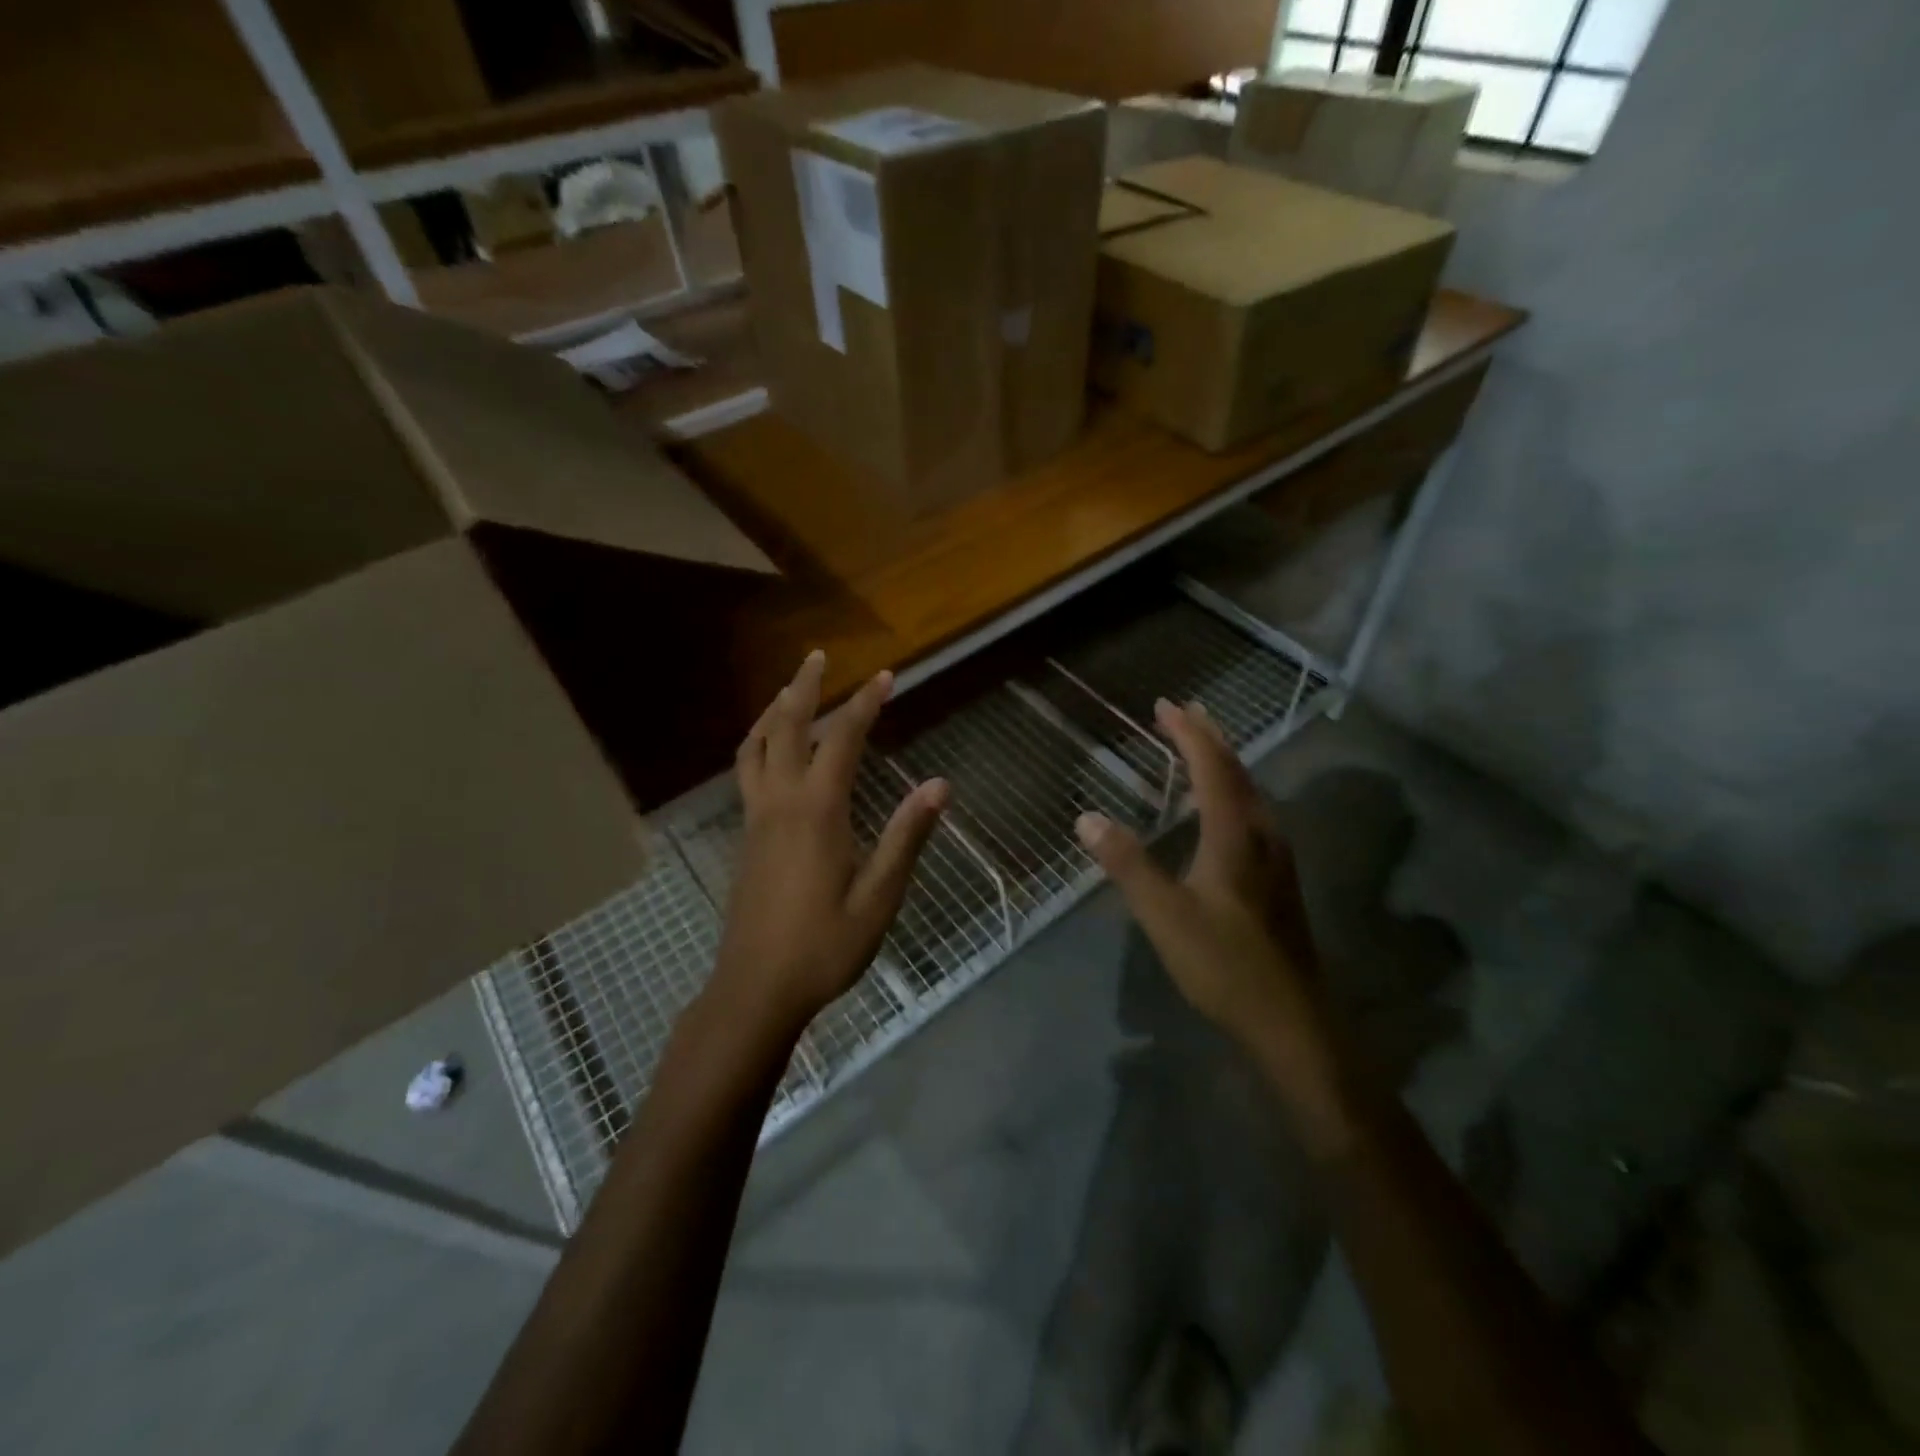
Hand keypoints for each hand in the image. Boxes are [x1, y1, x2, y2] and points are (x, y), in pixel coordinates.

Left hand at [710, 651, 948, 1042]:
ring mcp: (756, 818)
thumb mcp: (878, 898)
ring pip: (755, 747)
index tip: (886, 675)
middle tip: (817, 656)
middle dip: (803, 687)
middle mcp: (780, 803)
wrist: (756, 989)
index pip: (843, 741)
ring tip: (789, 691)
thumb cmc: (823, 946)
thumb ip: (906, 837)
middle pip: (786, 728)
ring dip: (773, 711)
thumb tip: (939, 785)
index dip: (865, 703)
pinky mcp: (746, 837)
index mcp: (817, 812)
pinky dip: (759, 742)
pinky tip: (771, 750)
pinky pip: (747, 771)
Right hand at [1075, 700, 1350, 1150]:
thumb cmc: (1223, 963)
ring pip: (1250, 792)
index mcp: (1235, 834)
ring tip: (1199, 745)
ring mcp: (1277, 858)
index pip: (1212, 766)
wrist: (1290, 1019)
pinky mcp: (1279, 879)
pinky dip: (1230, 791)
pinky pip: (1253, 813)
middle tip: (1182, 712)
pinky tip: (1220, 808)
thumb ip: (1127, 864)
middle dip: (1208, 736)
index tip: (1164, 705)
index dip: (1188, 732)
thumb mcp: (1164, 914)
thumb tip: (1087, 818)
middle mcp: (1263, 835)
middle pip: (1237, 770)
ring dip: (1223, 761)